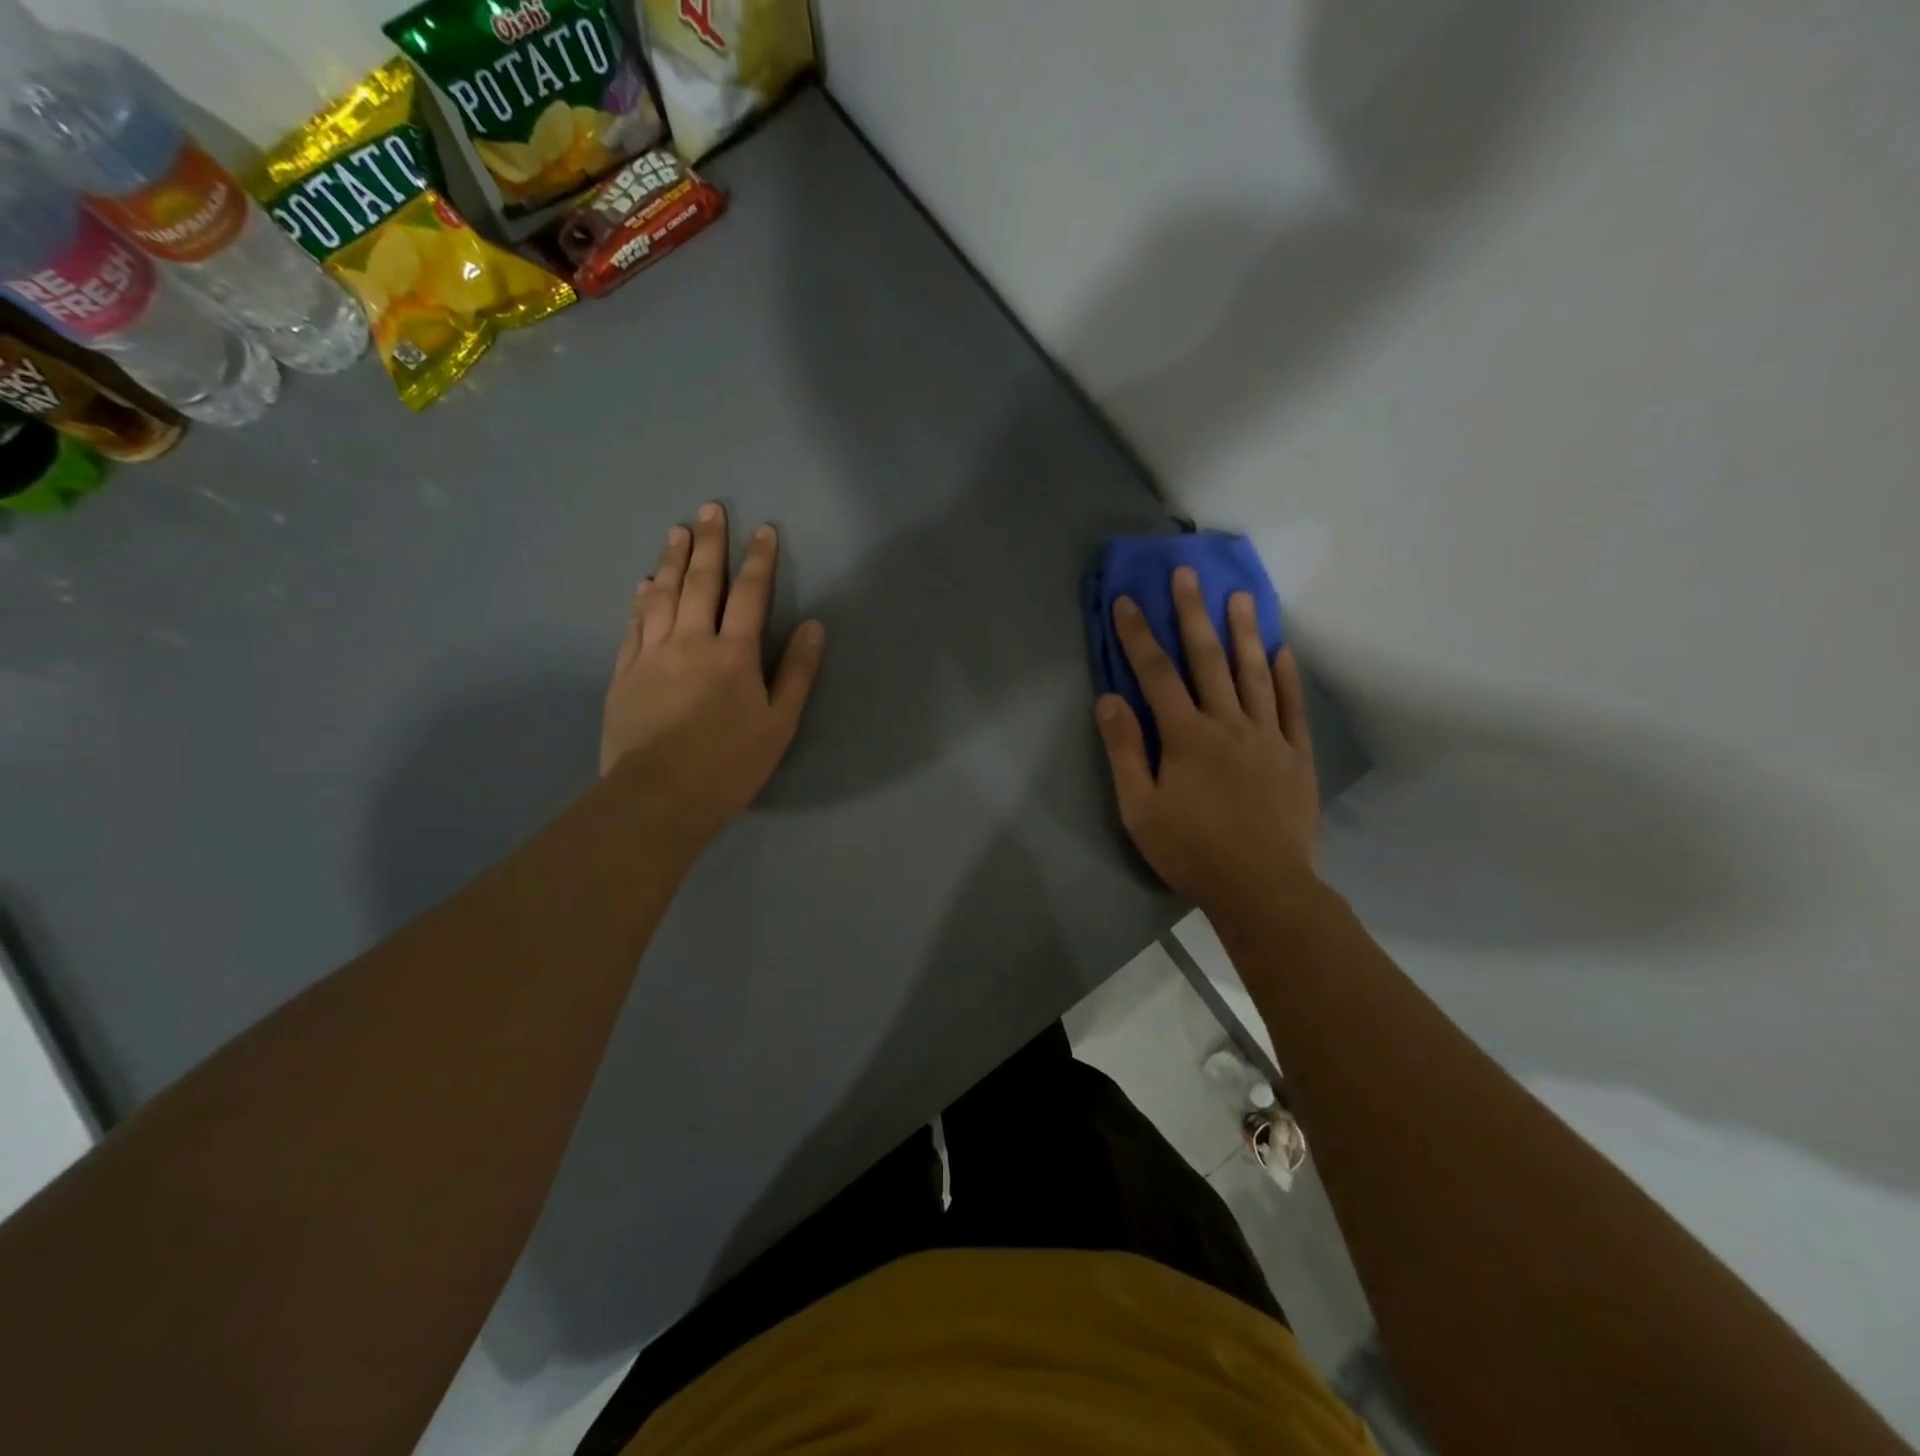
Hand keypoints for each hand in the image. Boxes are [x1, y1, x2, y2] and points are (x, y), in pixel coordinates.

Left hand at [601, 502, 824, 843]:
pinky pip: (635, 624)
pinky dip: (642, 599)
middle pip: (701, 583)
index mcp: (733, 653)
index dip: (758, 560)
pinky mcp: (625, 673)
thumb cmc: (730, 763)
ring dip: (672, 560)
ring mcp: (652, 654)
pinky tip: (645, 583)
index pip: (749, 594)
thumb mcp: (779, 723)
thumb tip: (814, 626)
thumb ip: (796, 672)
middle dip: (710, 543)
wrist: (659, 795)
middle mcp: (691, 641)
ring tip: (676, 531)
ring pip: (663, 595)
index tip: (763, 529)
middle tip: (710, 508)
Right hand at [1094, 566, 1318, 911]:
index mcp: (1185, 736)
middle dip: (1192, 614)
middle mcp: (1228, 723)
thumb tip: (1108, 700)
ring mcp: (1267, 736)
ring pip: (1253, 674)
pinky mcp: (1296, 756)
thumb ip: (1125, 751)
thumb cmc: (1191, 850)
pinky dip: (1286, 677)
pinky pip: (1292, 707)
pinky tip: (1281, 652)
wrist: (1262, 887)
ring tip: (1240, 597)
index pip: (1155, 674)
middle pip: (1207, 659)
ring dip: (1243, 633)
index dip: (1138, 635)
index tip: (1127, 600)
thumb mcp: (1140, 808)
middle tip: (1187, 574)